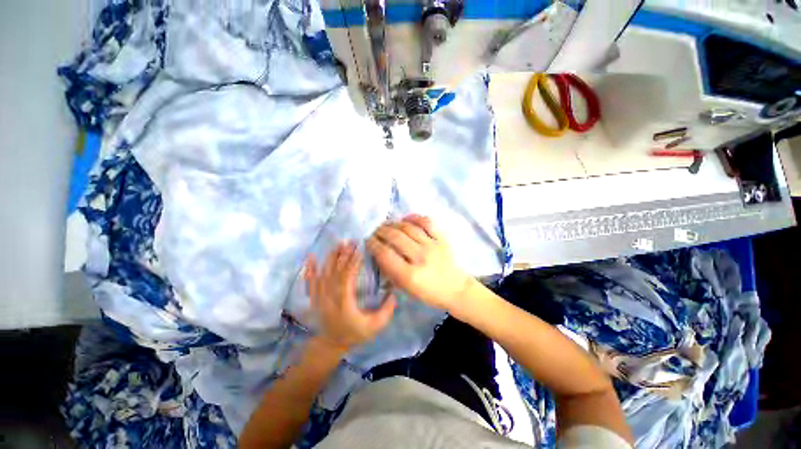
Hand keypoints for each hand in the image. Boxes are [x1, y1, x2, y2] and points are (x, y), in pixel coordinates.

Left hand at [304, 242, 396, 351]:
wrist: (331, 344)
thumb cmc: (354, 334)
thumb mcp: (375, 327)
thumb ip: (386, 311)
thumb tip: (394, 293)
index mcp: (344, 303)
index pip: (346, 278)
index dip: (352, 263)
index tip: (359, 250)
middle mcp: (329, 297)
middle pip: (335, 272)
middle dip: (344, 255)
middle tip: (352, 242)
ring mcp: (319, 297)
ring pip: (324, 273)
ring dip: (331, 257)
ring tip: (339, 244)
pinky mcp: (314, 297)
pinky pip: (310, 281)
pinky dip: (310, 268)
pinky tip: (310, 256)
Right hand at [366, 215, 473, 311]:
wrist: (456, 289)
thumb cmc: (429, 293)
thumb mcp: (406, 289)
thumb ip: (390, 271)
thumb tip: (378, 254)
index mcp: (410, 275)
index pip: (385, 253)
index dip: (373, 244)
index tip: (367, 241)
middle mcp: (420, 257)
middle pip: (395, 237)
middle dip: (380, 231)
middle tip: (374, 231)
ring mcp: (432, 245)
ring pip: (408, 228)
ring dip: (394, 224)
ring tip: (386, 225)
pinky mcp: (442, 239)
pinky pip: (426, 222)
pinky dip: (414, 217)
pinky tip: (405, 219)